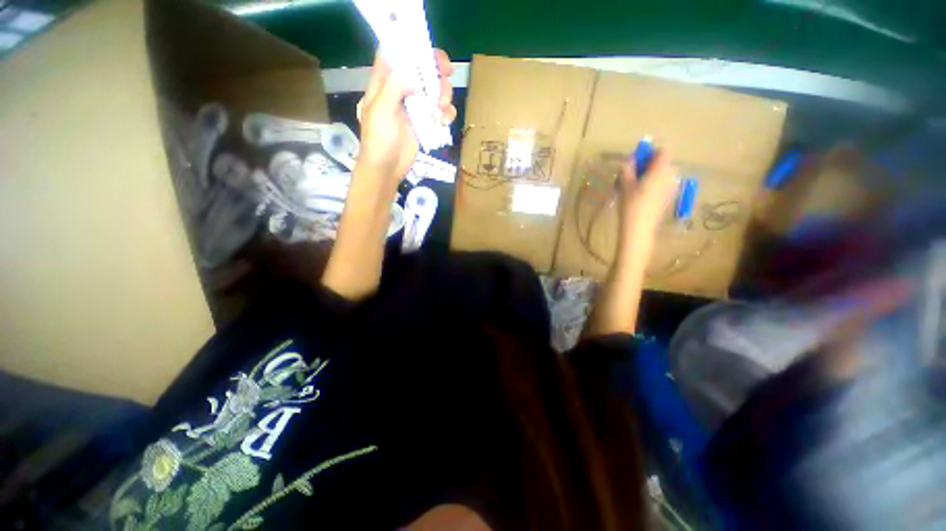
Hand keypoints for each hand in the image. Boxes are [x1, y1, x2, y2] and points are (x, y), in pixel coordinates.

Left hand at [355, 49, 456, 186]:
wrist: (387, 168)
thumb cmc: (378, 141)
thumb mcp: (380, 112)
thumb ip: (393, 87)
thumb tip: (413, 74)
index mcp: (384, 82)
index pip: (397, 54)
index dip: (412, 46)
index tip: (428, 50)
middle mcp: (401, 90)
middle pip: (422, 69)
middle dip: (436, 70)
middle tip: (447, 75)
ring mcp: (414, 107)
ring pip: (434, 90)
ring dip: (444, 94)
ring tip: (443, 107)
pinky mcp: (425, 123)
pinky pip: (439, 112)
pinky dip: (446, 114)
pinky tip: (445, 121)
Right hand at [617, 149, 677, 235]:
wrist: (639, 228)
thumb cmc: (631, 204)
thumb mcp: (625, 184)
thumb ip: (627, 168)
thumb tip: (629, 161)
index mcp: (661, 170)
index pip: (662, 151)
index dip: (650, 153)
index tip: (637, 161)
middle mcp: (671, 176)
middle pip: (663, 163)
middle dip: (649, 165)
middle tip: (632, 175)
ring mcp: (672, 188)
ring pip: (662, 174)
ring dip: (650, 175)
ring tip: (634, 187)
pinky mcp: (669, 198)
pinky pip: (663, 184)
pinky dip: (653, 185)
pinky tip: (641, 196)